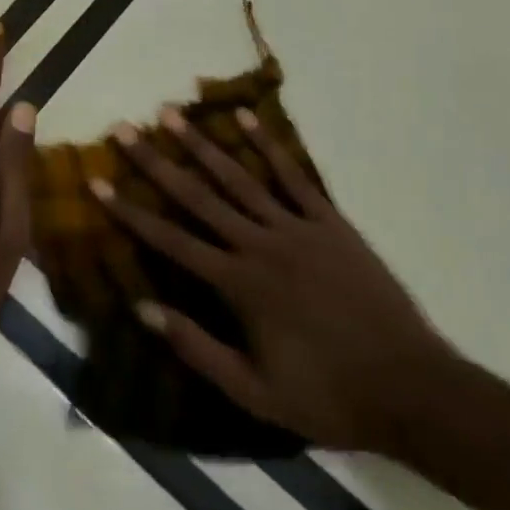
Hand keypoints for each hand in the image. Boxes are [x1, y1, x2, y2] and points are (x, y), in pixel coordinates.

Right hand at [91, 107, 456, 451]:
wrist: (412, 390)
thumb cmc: (328, 397)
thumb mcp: (254, 393)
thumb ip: (197, 348)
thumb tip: (142, 307)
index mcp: (239, 284)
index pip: (171, 240)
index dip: (130, 211)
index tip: (97, 182)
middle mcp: (260, 243)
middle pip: (198, 195)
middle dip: (156, 161)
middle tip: (124, 129)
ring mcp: (297, 227)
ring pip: (239, 176)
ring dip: (202, 143)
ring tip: (171, 113)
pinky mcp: (330, 221)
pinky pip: (293, 176)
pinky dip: (268, 145)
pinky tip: (246, 118)